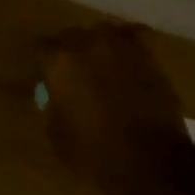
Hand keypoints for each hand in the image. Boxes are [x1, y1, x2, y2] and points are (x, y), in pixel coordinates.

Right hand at [42, 21, 193, 194]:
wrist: (153, 161)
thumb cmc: (95, 152)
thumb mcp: (57, 133)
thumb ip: (53, 105)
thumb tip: (57, 95)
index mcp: (61, 60)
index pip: (41, 48)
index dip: (42, 63)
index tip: (43, 75)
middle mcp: (90, 43)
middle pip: (72, 36)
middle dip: (69, 52)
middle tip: (70, 73)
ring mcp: (124, 47)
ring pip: (104, 34)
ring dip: (98, 47)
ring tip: (99, 66)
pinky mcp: (151, 57)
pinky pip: (131, 45)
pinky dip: (125, 54)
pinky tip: (124, 68)